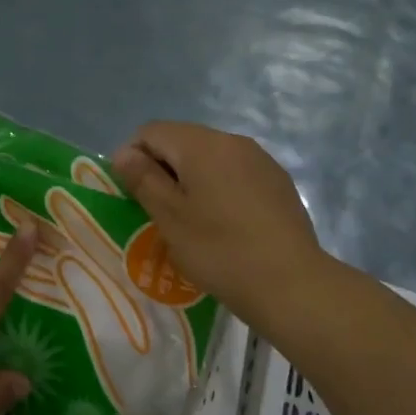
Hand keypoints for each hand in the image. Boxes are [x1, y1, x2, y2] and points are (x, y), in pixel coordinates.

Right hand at [111, 122, 322, 327]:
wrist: (290, 283)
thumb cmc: (219, 249)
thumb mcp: (169, 217)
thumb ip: (143, 178)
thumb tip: (124, 152)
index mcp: (201, 145)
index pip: (152, 131)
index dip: (132, 156)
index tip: (130, 193)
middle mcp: (232, 141)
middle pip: (182, 140)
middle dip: (162, 167)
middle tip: (156, 210)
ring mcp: (260, 160)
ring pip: (210, 157)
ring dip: (191, 178)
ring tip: (190, 219)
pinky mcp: (278, 181)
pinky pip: (235, 173)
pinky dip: (219, 188)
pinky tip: (223, 223)